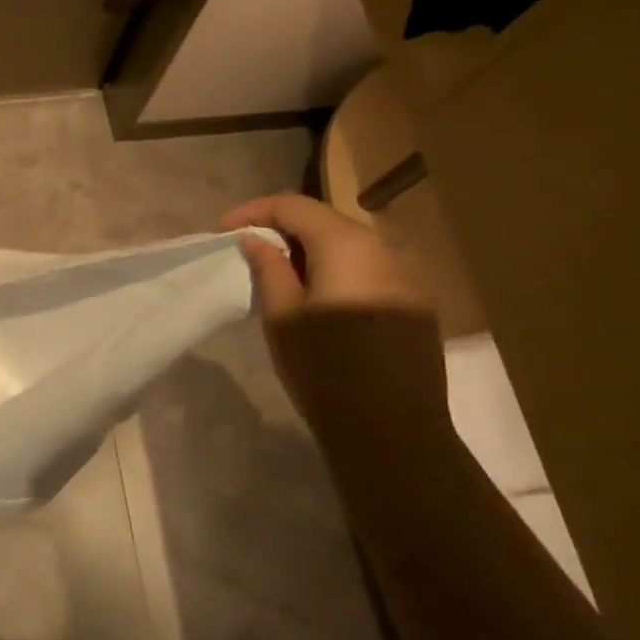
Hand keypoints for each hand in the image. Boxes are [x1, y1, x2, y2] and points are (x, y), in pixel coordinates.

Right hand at [220, 193, 439, 419]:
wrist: (393, 432)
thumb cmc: (325, 369)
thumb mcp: (282, 315)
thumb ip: (269, 267)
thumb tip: (256, 239)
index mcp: (348, 245)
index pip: (294, 206)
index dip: (254, 212)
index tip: (223, 230)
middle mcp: (385, 249)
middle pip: (325, 221)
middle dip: (282, 228)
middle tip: (247, 249)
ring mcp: (408, 276)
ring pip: (349, 244)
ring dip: (310, 250)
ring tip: (277, 271)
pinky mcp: (416, 303)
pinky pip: (368, 268)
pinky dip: (336, 269)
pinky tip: (315, 293)